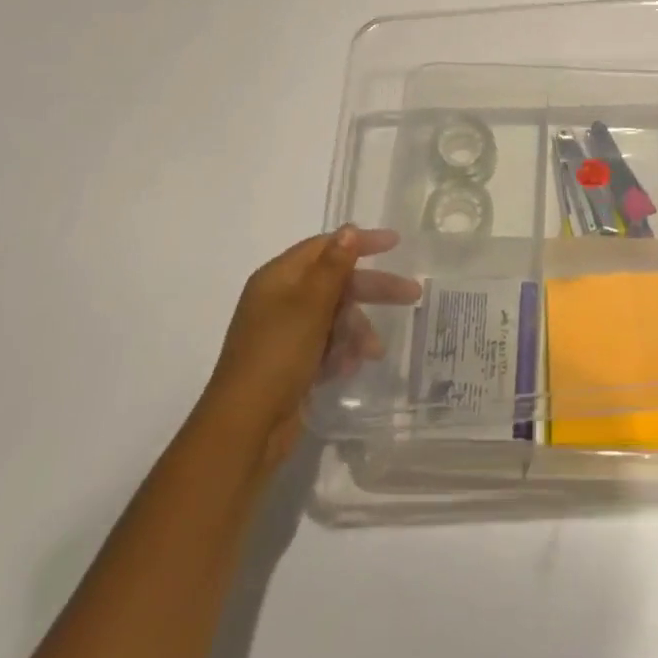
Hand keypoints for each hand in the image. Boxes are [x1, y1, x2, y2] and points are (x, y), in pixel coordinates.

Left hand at [210, 227, 420, 469]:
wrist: (246, 428)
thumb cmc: (278, 356)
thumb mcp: (310, 306)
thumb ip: (333, 266)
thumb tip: (349, 229)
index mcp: (278, 278)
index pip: (324, 247)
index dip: (359, 242)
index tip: (395, 243)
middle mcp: (281, 300)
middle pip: (335, 282)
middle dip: (371, 290)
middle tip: (411, 294)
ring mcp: (286, 333)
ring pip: (335, 316)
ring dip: (357, 329)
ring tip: (373, 352)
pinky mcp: (292, 363)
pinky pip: (327, 345)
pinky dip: (342, 352)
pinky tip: (349, 368)